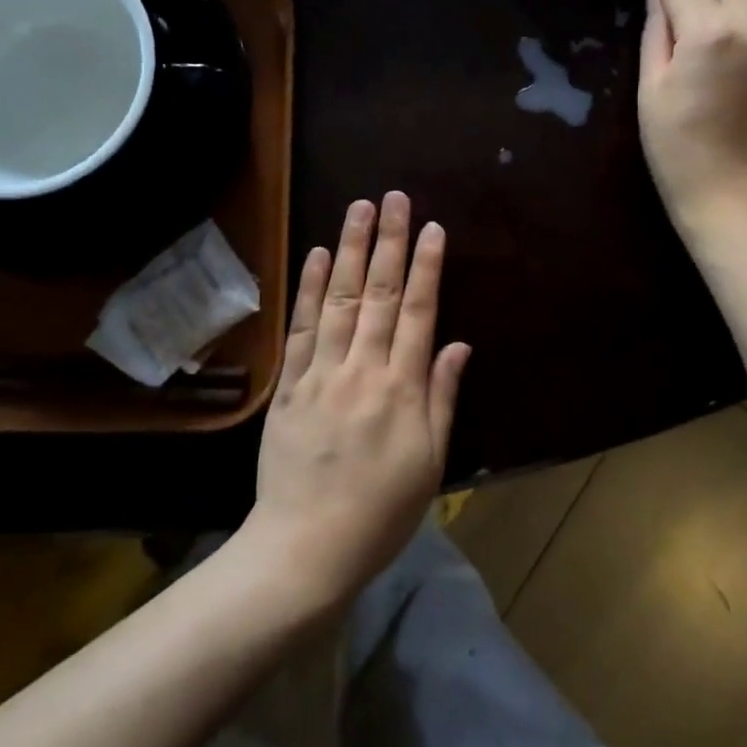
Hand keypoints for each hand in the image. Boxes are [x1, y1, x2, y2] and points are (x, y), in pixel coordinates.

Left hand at [240, 192, 470, 610]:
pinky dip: (310, 288)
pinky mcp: (289, 385)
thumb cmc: (380, 512)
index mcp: (402, 389)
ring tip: (359, 208)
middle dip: (391, 242)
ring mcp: (321, 373)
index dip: (427, 267)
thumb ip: (442, 397)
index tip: (433, 228)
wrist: (305, 549)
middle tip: (395, 197)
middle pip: (381, 294)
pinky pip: (302, 328)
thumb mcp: (429, 463)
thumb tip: (458, 344)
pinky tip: (319, 254)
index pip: (419, 312)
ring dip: (353, 249)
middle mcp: (363, 369)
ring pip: (342, 299)